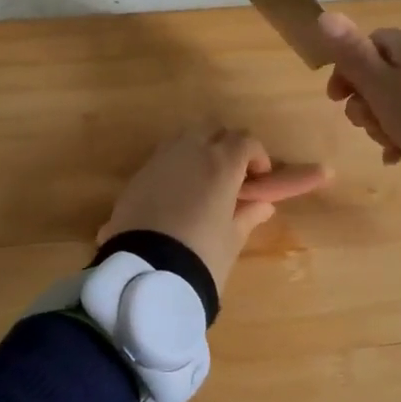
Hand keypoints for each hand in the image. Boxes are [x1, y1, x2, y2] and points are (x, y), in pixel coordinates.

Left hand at [98, 125, 330, 290]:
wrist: (145, 272)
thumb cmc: (201, 255)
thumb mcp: (232, 239)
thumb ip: (248, 215)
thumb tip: (263, 206)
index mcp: (221, 164)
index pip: (245, 141)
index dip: (257, 156)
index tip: (259, 179)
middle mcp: (190, 151)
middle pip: (213, 128)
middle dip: (226, 144)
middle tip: (232, 175)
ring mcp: (160, 160)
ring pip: (184, 138)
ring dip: (198, 150)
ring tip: (203, 183)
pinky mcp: (137, 175)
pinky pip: (163, 158)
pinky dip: (175, 167)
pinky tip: (176, 196)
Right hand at [317, 11, 400, 171]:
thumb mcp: (379, 86)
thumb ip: (351, 53)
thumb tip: (324, 16)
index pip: (369, 44)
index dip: (347, 71)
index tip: (336, 100)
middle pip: (386, 72)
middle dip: (367, 101)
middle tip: (364, 127)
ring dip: (385, 119)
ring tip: (386, 146)